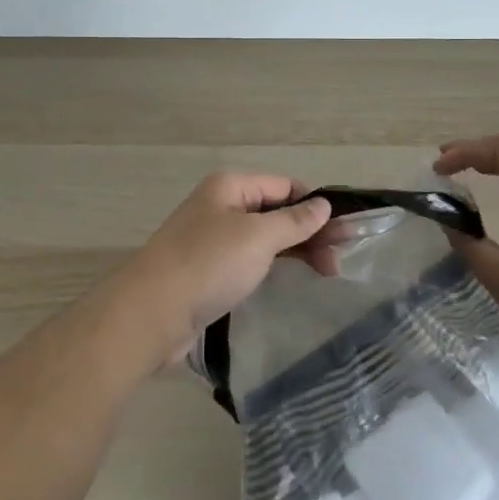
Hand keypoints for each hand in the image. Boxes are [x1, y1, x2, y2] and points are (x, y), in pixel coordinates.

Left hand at [118, 174, 334, 362]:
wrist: (152, 313)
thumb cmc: (208, 264)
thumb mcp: (258, 237)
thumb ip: (294, 221)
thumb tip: (323, 204)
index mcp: (230, 186)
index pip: (284, 186)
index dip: (315, 205)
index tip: (346, 232)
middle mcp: (221, 206)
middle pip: (276, 211)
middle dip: (309, 232)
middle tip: (341, 261)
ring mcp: (213, 239)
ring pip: (264, 237)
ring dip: (295, 251)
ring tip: (327, 274)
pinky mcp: (209, 270)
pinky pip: (249, 259)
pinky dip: (273, 266)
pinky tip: (291, 280)